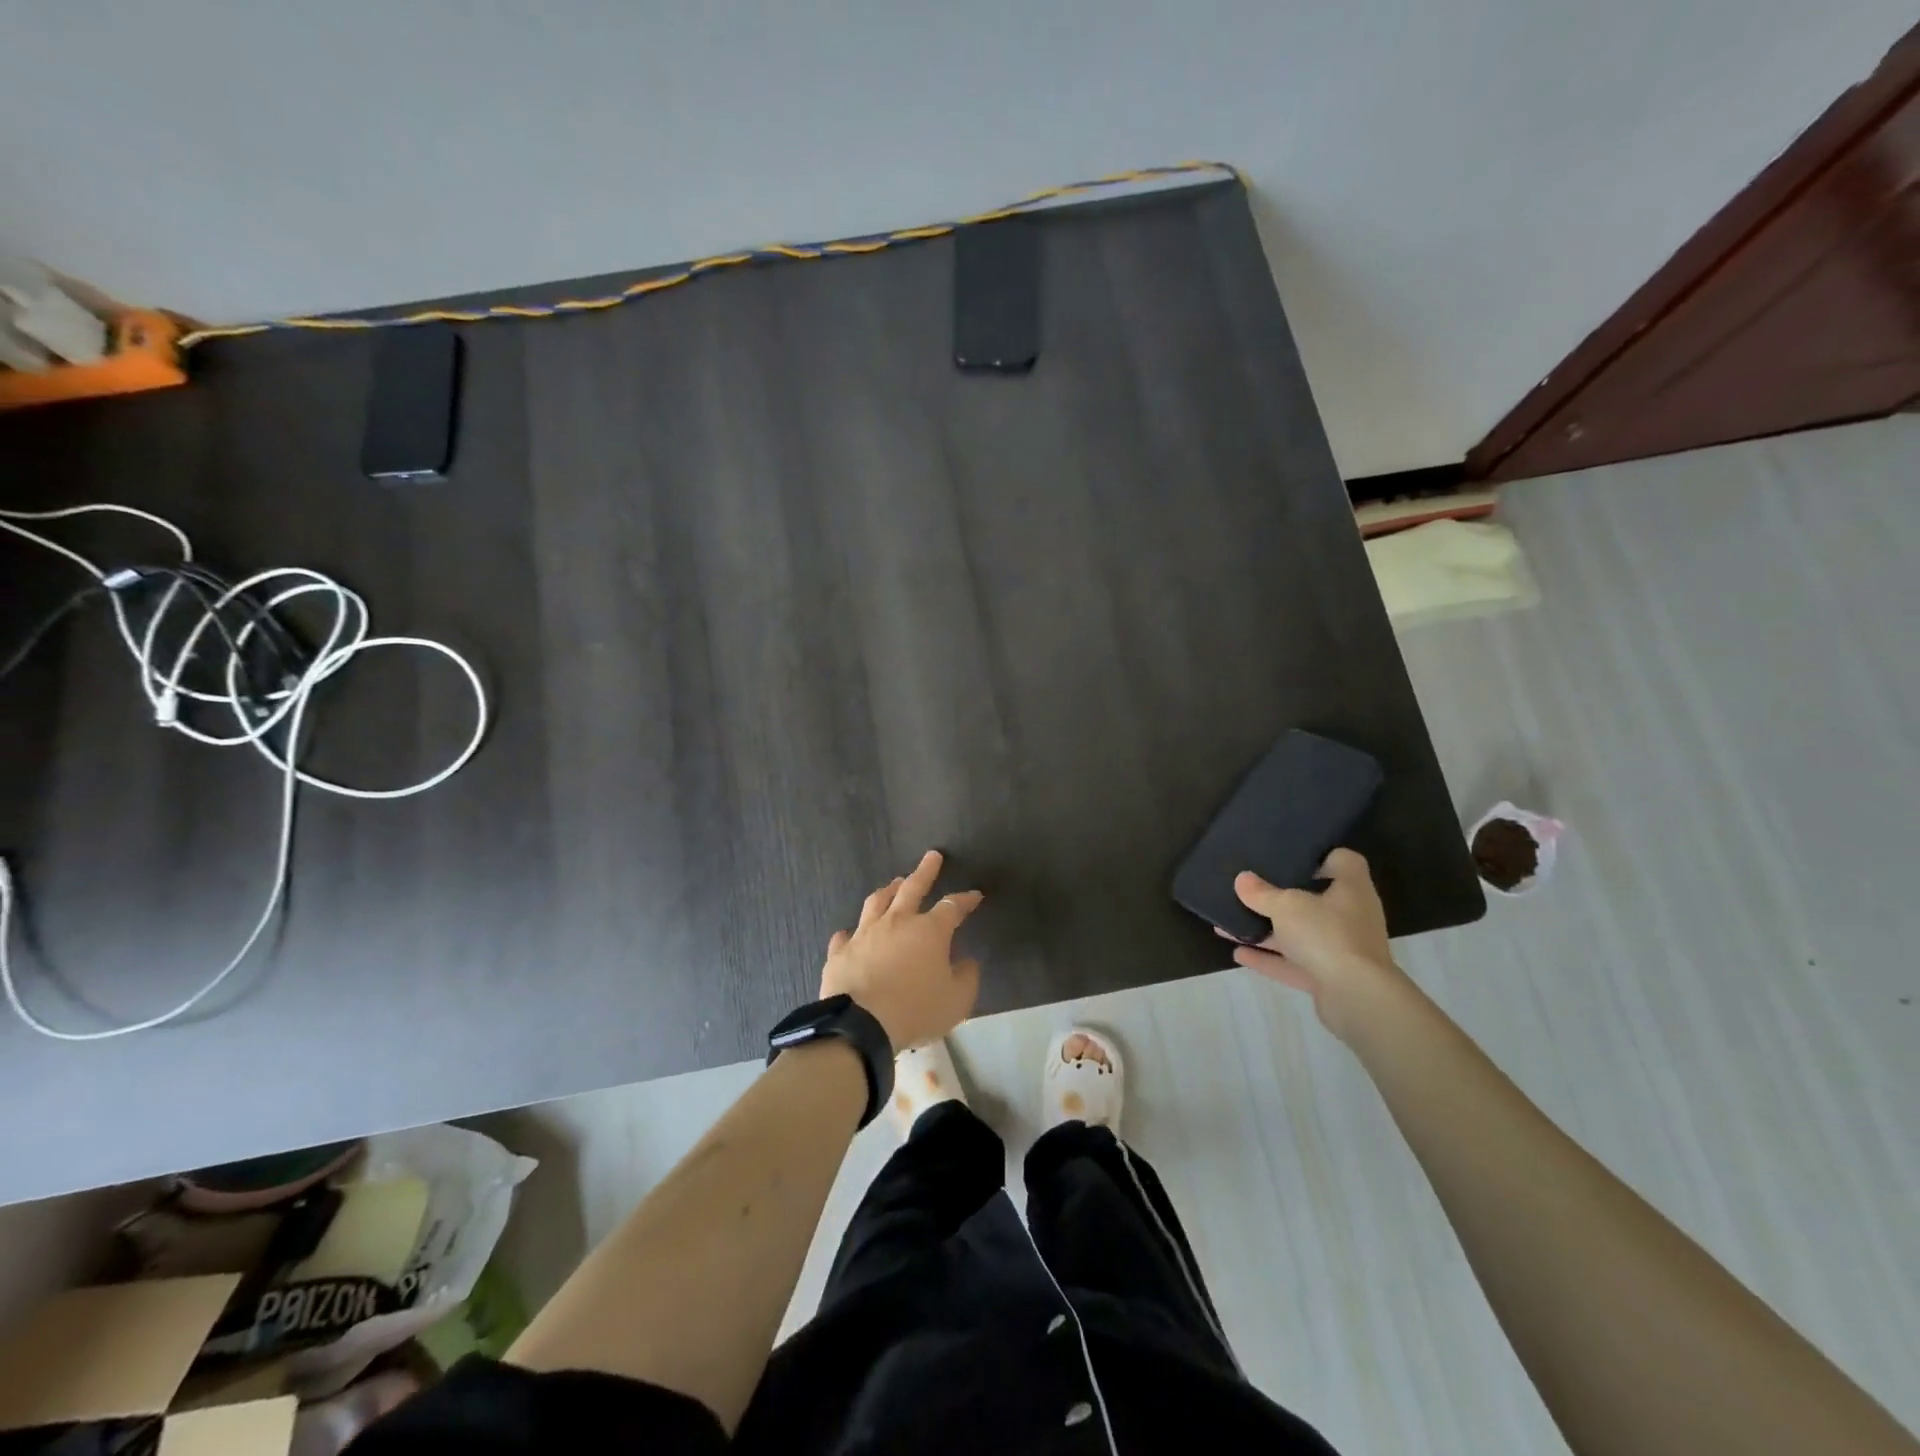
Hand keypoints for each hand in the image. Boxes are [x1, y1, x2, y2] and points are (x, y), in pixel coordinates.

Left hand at [820, 850, 982, 1050]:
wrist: (861, 1025)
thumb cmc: (916, 1010)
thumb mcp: (957, 1000)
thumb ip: (966, 977)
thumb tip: (967, 962)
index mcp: (929, 931)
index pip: (952, 907)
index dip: (965, 900)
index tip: (975, 896)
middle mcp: (897, 922)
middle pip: (912, 888)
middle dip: (925, 871)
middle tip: (932, 856)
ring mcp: (865, 934)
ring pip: (877, 902)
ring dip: (888, 890)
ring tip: (894, 883)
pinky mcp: (841, 952)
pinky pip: (846, 936)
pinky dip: (851, 933)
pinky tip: (850, 933)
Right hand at [1225, 848, 1409, 1041]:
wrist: (1357, 997)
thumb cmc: (1327, 934)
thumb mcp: (1286, 906)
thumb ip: (1262, 893)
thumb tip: (1242, 879)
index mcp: (1350, 889)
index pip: (1342, 861)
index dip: (1319, 856)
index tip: (1290, 857)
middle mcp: (1350, 916)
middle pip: (1315, 900)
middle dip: (1281, 897)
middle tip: (1251, 889)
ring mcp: (1341, 949)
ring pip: (1300, 934)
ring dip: (1266, 931)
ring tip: (1230, 924)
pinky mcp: (1329, 978)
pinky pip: (1293, 963)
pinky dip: (1268, 958)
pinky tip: (1237, 953)